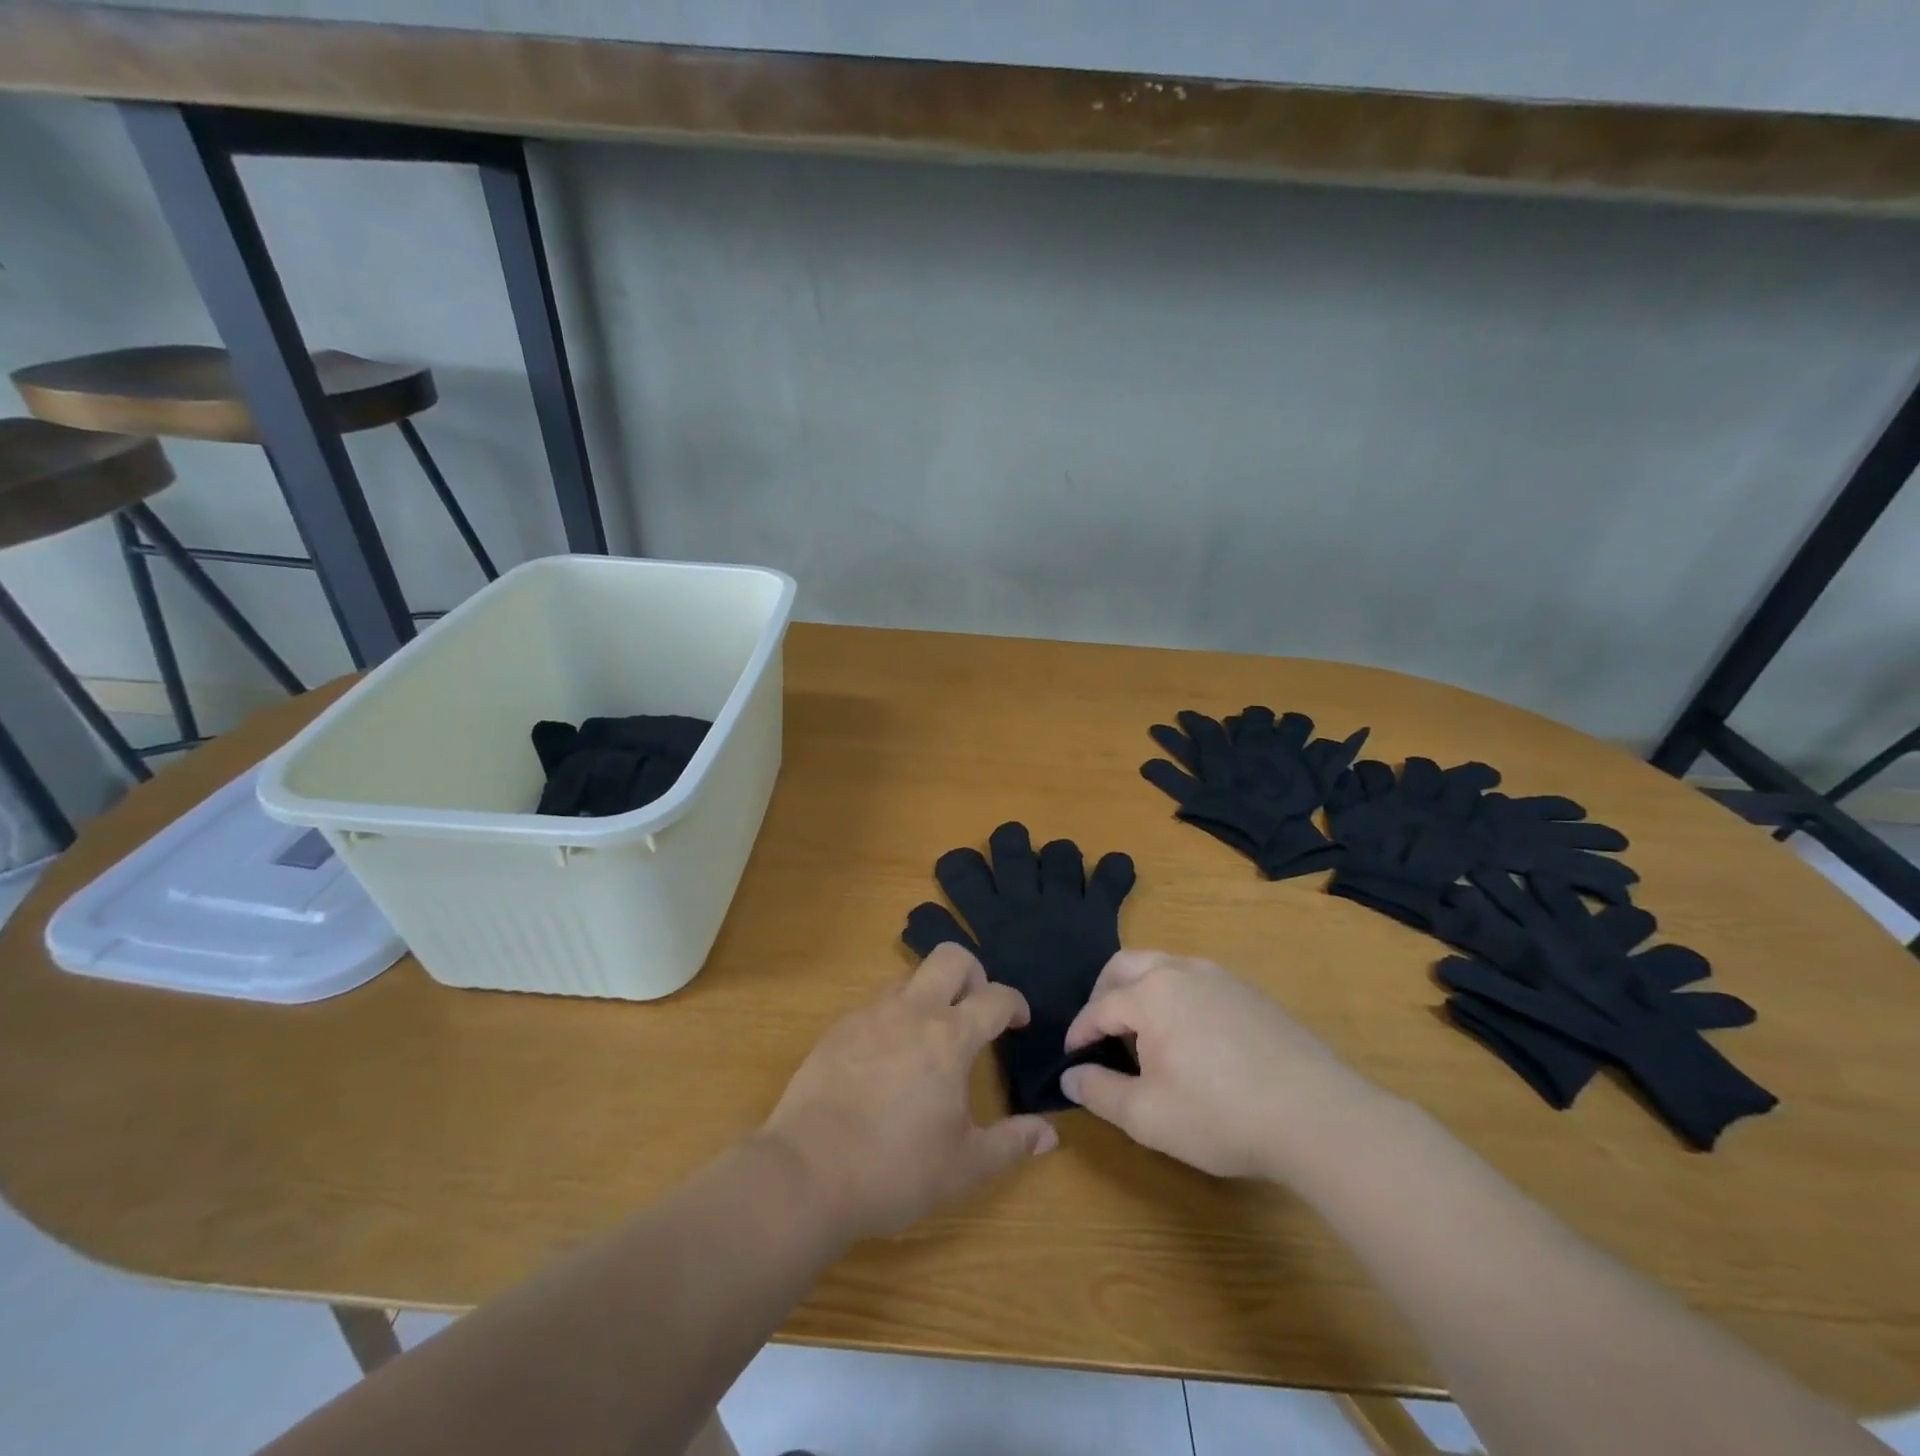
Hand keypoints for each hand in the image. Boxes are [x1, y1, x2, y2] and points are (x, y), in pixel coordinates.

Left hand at [761, 943, 1058, 1242]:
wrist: (808, 1173)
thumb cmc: (896, 1170)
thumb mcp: (964, 1166)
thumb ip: (1011, 1144)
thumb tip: (1049, 1134)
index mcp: (949, 1037)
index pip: (995, 997)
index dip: (1015, 1003)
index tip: (1019, 1021)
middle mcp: (911, 1012)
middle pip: (950, 957)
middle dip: (973, 971)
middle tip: (976, 1007)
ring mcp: (869, 1015)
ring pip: (908, 979)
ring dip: (928, 995)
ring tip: (930, 1038)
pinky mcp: (837, 1030)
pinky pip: (874, 1008)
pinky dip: (892, 1020)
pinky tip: (886, 1061)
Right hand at [1060, 950, 1382, 1180]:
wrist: (1316, 1116)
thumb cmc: (1220, 1115)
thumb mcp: (1147, 1116)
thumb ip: (1099, 1091)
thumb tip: (1069, 1075)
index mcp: (1151, 994)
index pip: (1100, 1007)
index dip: (1079, 1032)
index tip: (1071, 1057)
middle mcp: (1181, 971)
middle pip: (1126, 965)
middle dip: (1103, 993)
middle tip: (1098, 1029)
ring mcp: (1220, 977)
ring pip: (1163, 966)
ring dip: (1140, 989)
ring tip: (1139, 1030)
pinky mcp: (1250, 993)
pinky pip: (1196, 980)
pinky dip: (1174, 995)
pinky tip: (1188, 1035)